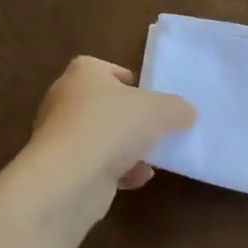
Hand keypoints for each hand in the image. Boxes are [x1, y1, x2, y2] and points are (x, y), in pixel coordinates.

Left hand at [21, 55, 196, 220]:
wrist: (69, 178)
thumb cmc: (112, 127)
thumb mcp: (160, 110)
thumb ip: (177, 108)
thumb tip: (187, 113)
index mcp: (83, 74)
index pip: (105, 68)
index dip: (129, 81)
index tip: (150, 97)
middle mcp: (65, 100)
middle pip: (105, 105)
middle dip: (131, 118)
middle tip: (157, 128)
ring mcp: (60, 137)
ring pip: (102, 137)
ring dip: (127, 148)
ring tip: (153, 157)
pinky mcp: (62, 169)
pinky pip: (96, 165)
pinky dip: (118, 171)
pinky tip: (138, 178)